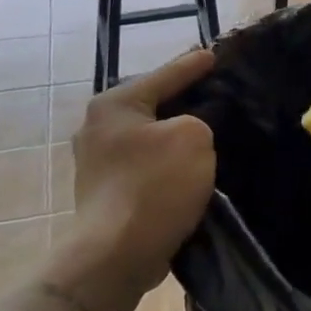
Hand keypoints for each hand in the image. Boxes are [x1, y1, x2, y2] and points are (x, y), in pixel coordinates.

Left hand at [66, 50, 216, 291]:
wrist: (116, 256)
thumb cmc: (154, 186)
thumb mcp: (194, 137)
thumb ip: (200, 118)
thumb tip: (190, 129)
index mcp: (114, 104)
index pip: (164, 75)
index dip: (194, 65)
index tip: (214, 54)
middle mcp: (97, 127)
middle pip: (151, 104)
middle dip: (181, 100)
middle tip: (214, 93)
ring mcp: (96, 162)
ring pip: (148, 136)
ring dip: (173, 136)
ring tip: (205, 131)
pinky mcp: (104, 193)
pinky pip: (144, 164)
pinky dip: (165, 162)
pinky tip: (186, 167)